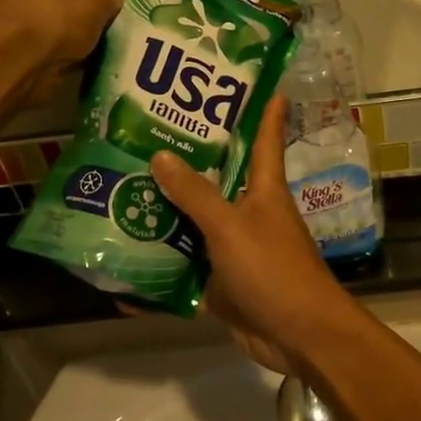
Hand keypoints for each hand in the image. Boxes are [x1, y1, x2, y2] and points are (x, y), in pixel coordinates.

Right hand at [150, 97, 365, 376]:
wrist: (300, 337)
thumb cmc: (274, 270)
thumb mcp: (231, 227)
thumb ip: (196, 195)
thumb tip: (160, 156)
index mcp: (264, 190)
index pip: (266, 139)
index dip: (267, 111)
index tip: (265, 83)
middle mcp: (251, 213)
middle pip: (218, 181)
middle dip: (187, 163)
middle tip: (144, 138)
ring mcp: (236, 250)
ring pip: (196, 226)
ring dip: (165, 217)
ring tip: (120, 194)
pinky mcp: (224, 284)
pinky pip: (187, 272)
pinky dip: (161, 272)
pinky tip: (125, 268)